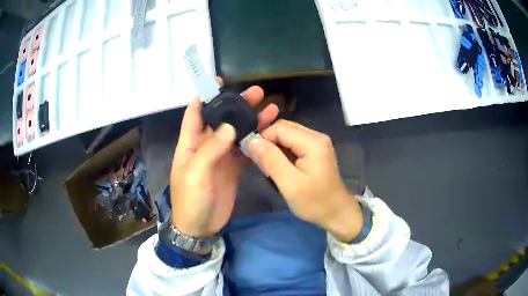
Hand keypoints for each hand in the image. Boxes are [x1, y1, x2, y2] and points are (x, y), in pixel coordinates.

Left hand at [170, 83, 278, 239]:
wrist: (201, 226)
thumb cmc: (191, 200)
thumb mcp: (196, 174)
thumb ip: (211, 149)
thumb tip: (229, 126)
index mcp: (190, 143)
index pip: (195, 113)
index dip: (205, 96)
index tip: (220, 82)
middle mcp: (205, 145)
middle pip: (221, 119)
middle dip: (236, 105)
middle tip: (257, 93)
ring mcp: (221, 156)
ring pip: (236, 132)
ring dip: (251, 120)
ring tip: (270, 108)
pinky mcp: (233, 167)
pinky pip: (245, 149)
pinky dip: (255, 140)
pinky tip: (268, 131)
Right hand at [249, 120, 362, 241]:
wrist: (337, 213)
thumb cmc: (315, 203)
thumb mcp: (290, 185)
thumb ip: (271, 160)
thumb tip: (252, 141)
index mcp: (313, 142)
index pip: (279, 128)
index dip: (262, 138)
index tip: (252, 156)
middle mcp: (316, 136)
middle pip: (284, 128)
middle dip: (268, 142)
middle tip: (259, 162)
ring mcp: (317, 142)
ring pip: (287, 135)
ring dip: (274, 148)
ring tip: (268, 167)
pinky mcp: (315, 150)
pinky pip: (293, 143)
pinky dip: (282, 152)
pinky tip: (278, 166)